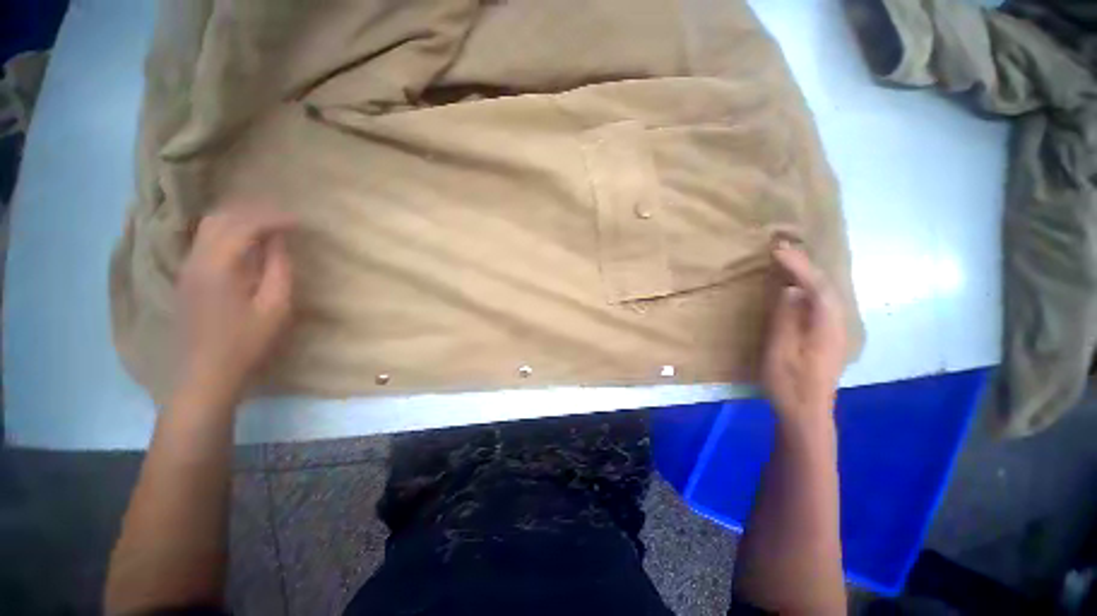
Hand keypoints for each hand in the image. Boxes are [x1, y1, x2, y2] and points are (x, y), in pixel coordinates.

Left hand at [175, 203, 296, 400]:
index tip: (299, 222)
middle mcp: (196, 259)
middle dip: (253, 211)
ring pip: (208, 227)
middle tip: (283, 218)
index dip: (273, 218)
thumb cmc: (247, 342)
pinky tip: (245, 241)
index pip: (244, 226)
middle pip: (220, 218)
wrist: (206, 373)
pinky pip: (204, 240)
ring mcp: (187, 268)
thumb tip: (279, 240)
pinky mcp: (186, 277)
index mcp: (219, 266)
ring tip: (267, 224)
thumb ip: (278, 268)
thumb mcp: (275, 307)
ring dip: (238, 218)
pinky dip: (227, 231)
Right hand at [762, 242, 846, 422]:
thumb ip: (786, 318)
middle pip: (825, 286)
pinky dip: (810, 288)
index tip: (777, 251)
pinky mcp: (828, 336)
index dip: (798, 266)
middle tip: (781, 249)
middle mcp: (838, 323)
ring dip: (808, 274)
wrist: (807, 412)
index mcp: (826, 326)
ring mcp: (835, 331)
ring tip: (788, 261)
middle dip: (805, 264)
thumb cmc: (789, 382)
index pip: (816, 287)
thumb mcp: (781, 350)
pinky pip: (822, 302)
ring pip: (826, 293)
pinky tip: (799, 286)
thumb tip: (791, 289)